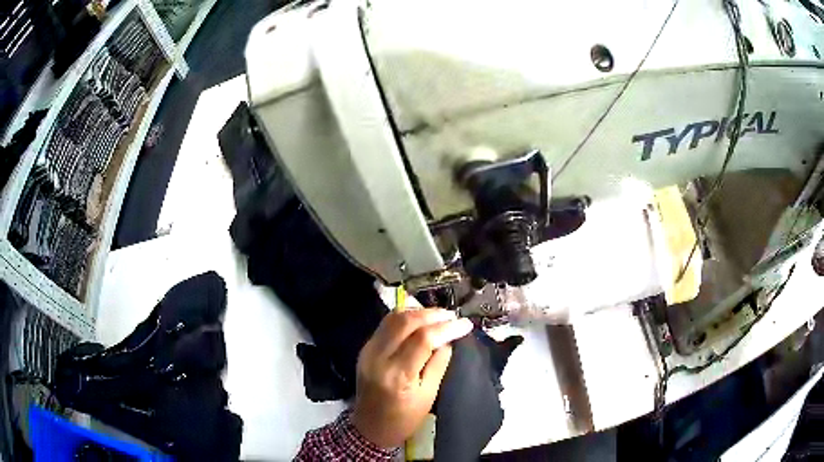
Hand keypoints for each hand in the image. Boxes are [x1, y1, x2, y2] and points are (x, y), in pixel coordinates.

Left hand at [351, 308, 472, 447]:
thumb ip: (438, 364)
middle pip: (405, 322)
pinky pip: (385, 325)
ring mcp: (368, 351)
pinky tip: (420, 320)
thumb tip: (448, 339)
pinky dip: (405, 318)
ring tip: (438, 316)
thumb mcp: (428, 396)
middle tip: (452, 316)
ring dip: (418, 312)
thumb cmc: (404, 419)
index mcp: (398, 375)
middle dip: (432, 314)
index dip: (447, 327)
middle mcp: (379, 357)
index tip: (465, 324)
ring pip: (393, 318)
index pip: (423, 339)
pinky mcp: (365, 349)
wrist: (369, 427)